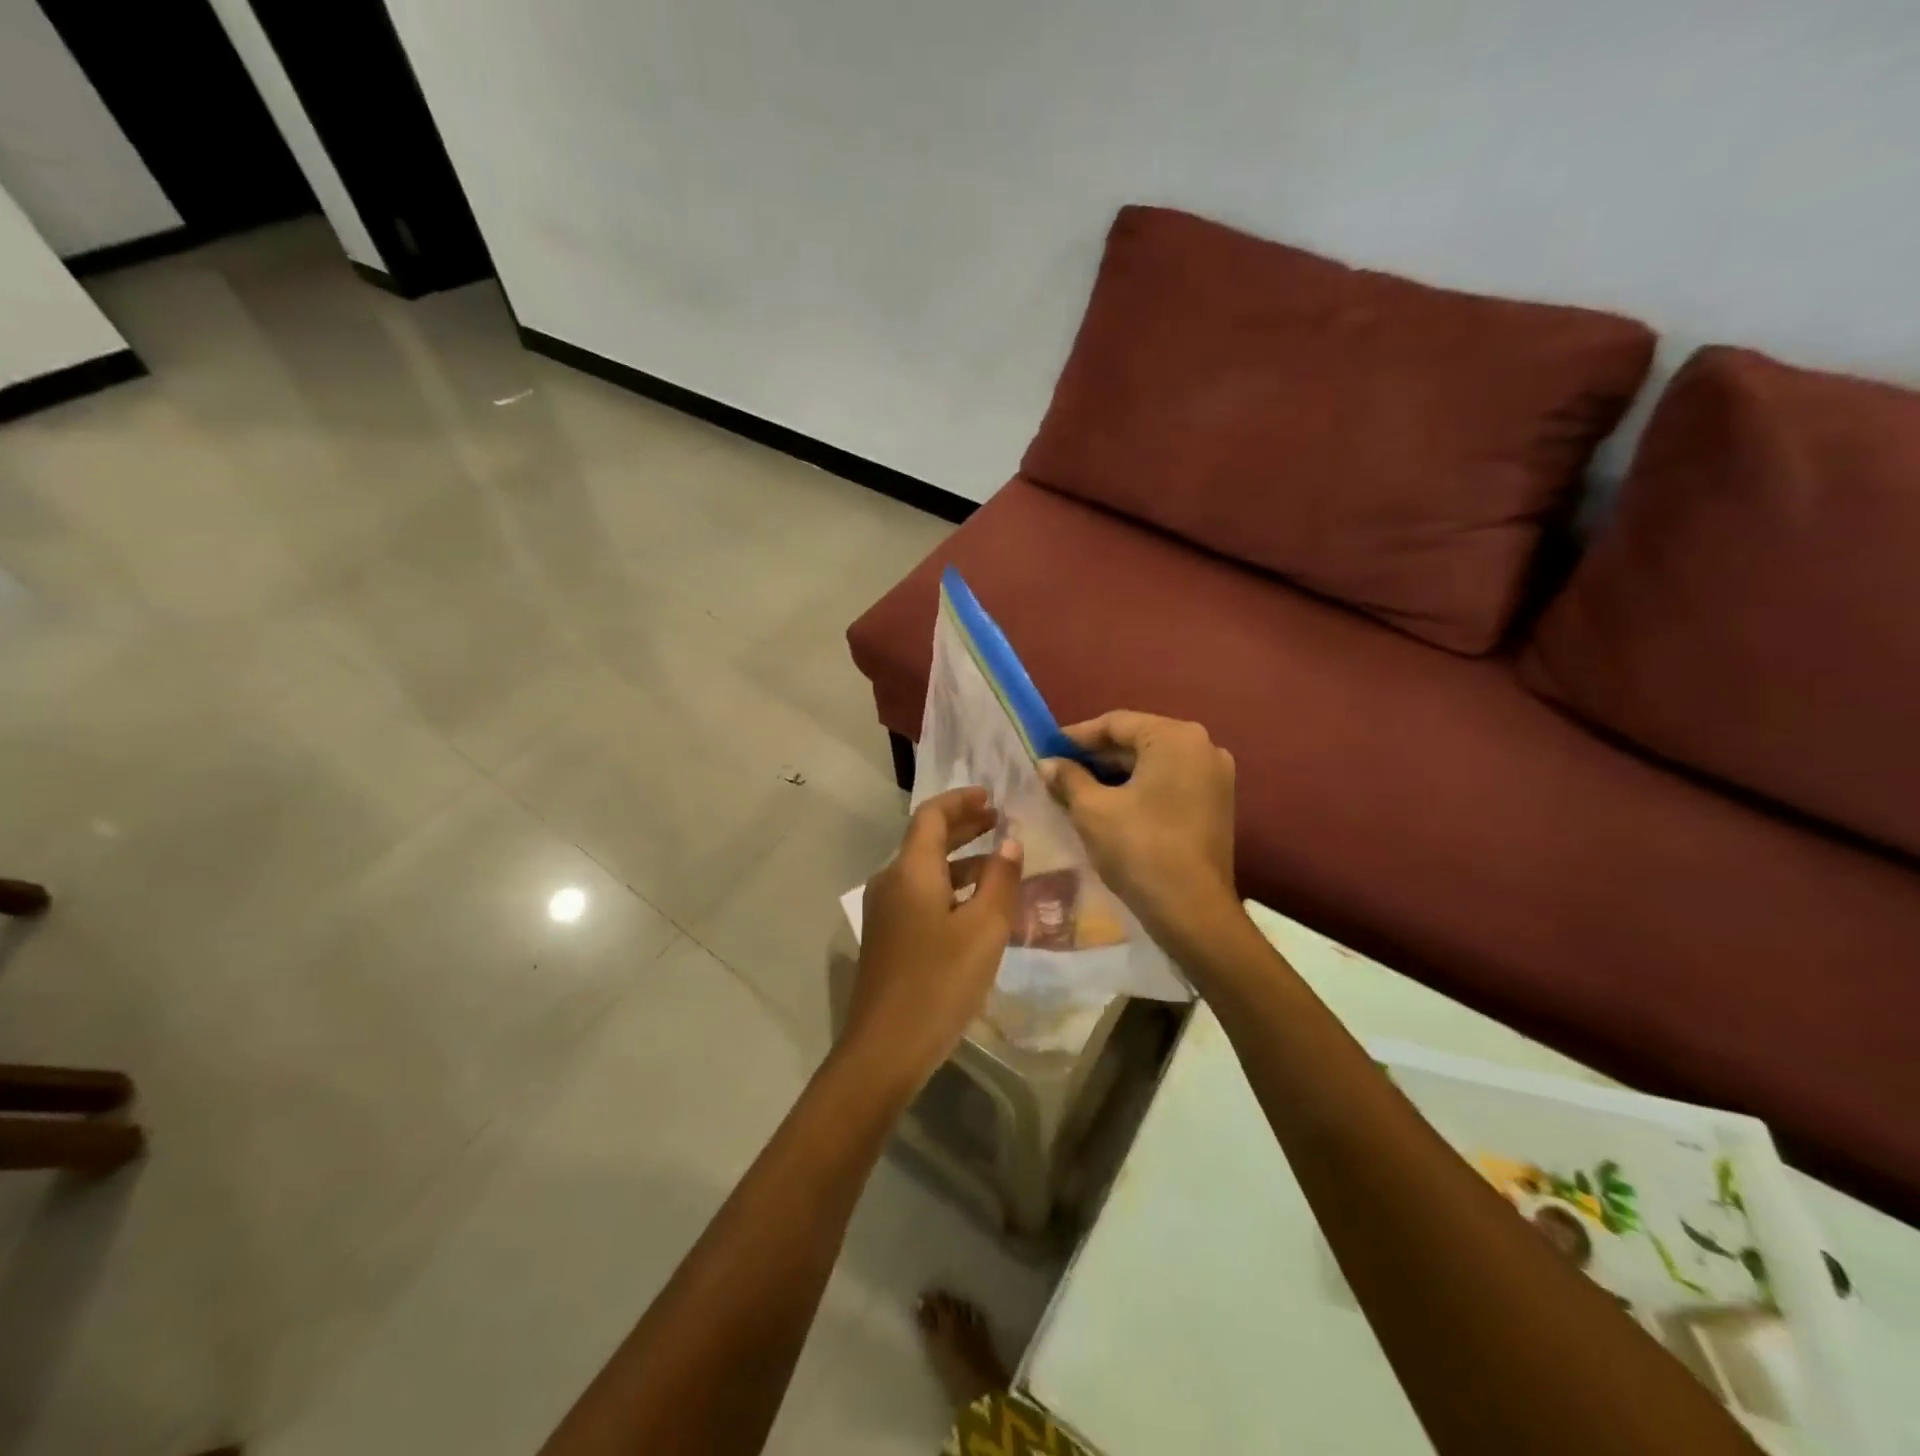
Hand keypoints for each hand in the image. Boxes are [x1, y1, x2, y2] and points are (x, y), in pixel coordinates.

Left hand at [841, 787, 1022, 1096]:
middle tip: (1000, 821)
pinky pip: (921, 895)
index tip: (992, 797)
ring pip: (925, 870)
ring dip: (961, 860)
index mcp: (910, 870)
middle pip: (926, 839)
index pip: (932, 815)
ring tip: (1000, 865)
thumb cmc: (939, 982)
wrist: (884, 1048)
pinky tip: (977, 907)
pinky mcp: (888, 936)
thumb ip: (1000, 881)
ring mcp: (885, 910)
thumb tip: (1010, 842)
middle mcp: (891, 881)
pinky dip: (950, 887)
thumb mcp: (984, 930)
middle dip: (964, 826)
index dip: (961, 801)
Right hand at [1041, 711, 1239, 953]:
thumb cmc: (1140, 850)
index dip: (1076, 736)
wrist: (1193, 911)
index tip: (1046, 749)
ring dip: (1115, 774)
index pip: (1116, 723)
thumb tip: (1047, 764)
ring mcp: (1215, 776)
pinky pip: (1168, 782)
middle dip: (1096, 757)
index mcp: (1175, 737)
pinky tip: (1108, 804)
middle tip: (1057, 771)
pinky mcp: (1216, 803)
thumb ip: (1068, 778)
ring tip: (1075, 789)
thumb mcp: (1092, 810)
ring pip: (1153, 763)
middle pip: (1137, 741)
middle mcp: (1203, 746)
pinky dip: (1138, 788)